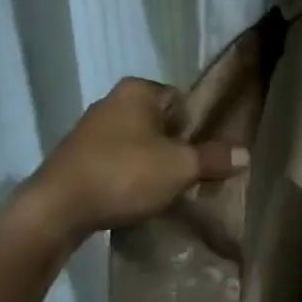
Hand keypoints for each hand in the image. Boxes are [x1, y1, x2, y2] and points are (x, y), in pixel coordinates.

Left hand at [6, 78, 248, 244]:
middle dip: (173, 147)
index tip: (202, 155)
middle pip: (159, 122)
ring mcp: (89, 129)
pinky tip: (132, 198)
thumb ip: (213, 158)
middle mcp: (111, 101)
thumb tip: (246, 153)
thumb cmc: (124, 175)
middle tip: (187, 175)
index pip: (181, 100)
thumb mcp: (179, 167)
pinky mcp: (75, 157)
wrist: (55, 210)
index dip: (196, 127)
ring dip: (150, 164)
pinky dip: (126, 176)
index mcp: (137, 91)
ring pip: (136, 143)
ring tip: (161, 191)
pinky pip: (114, 161)